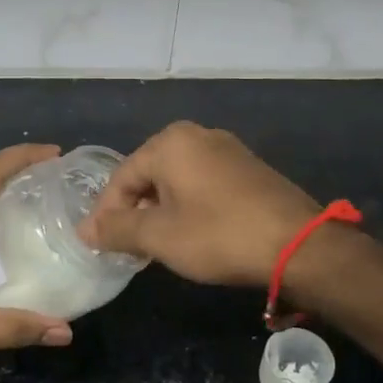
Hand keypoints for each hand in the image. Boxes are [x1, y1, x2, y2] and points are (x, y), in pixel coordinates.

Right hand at [78, 121, 321, 287]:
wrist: (298, 244)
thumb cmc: (219, 235)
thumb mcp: (160, 236)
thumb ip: (117, 229)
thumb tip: (84, 229)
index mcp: (170, 143)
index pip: (122, 177)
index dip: (106, 213)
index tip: (101, 245)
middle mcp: (198, 135)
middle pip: (148, 174)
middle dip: (135, 211)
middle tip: (129, 247)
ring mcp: (227, 149)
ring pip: (176, 180)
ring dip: (161, 211)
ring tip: (158, 245)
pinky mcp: (248, 168)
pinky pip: (202, 183)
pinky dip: (188, 206)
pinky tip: (192, 234)